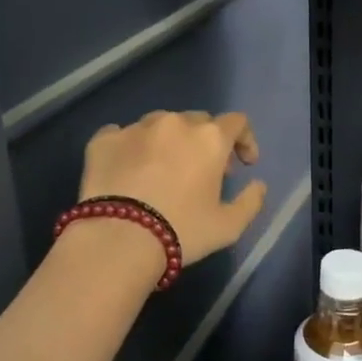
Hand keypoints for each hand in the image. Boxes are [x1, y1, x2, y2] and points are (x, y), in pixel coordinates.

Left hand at [78, 110, 266, 266]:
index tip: (244, 163)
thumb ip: (251, 202)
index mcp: (209, 138)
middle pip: (198, 121)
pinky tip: (128, 169)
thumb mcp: (229, 227)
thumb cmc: (181, 231)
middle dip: (205, 141)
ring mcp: (135, 128)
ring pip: (159, 124)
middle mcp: (174, 123)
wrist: (118, 239)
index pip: (237, 122)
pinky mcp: (103, 140)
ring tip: (162, 169)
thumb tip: (258, 186)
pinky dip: (130, 147)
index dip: (245, 140)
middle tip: (203, 171)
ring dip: (168, 141)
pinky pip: (122, 134)